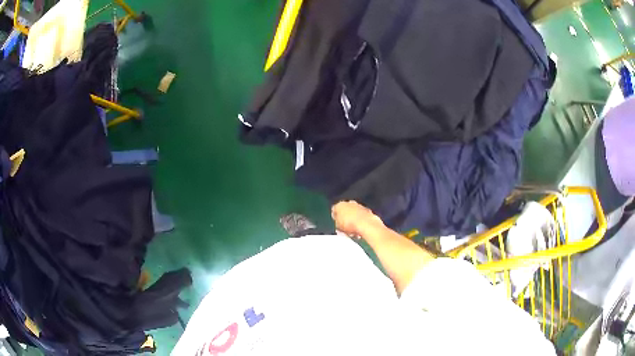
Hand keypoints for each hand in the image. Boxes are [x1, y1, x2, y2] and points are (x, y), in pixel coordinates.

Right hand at [331, 201, 383, 237]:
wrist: (366, 225)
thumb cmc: (350, 225)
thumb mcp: (338, 227)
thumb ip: (336, 223)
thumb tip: (337, 223)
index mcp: (339, 205)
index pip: (334, 210)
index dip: (335, 218)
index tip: (336, 224)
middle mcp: (349, 203)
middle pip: (345, 211)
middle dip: (345, 218)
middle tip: (344, 228)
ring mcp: (359, 206)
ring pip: (354, 213)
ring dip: (353, 220)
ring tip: (353, 231)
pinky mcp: (367, 210)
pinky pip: (361, 216)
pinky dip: (360, 221)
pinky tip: (360, 229)